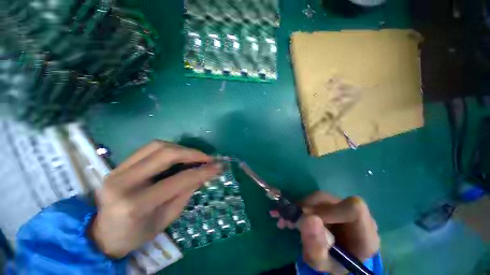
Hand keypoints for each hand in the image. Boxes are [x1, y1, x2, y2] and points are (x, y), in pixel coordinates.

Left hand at [89, 141, 220, 257]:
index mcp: (135, 204)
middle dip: (192, 153)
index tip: (218, 166)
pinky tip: (179, 155)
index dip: (202, 171)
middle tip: (208, 158)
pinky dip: (170, 148)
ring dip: (182, 148)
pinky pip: (150, 148)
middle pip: (165, 154)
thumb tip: (204, 173)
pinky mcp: (119, 164)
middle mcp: (124, 181)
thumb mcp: (166, 218)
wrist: (102, 234)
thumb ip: (186, 192)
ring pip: (157, 146)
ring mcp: (118, 169)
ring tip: (195, 156)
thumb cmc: (136, 233)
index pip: (178, 180)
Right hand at [271, 192, 379, 273]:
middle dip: (305, 208)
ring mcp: (343, 208)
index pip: (354, 209)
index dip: (329, 210)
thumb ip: (316, 246)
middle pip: (329, 200)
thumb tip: (308, 218)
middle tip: (286, 220)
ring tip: (285, 220)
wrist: (335, 259)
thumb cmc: (332, 264)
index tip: (308, 219)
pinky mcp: (332, 204)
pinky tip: (290, 217)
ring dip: (299, 207)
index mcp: (365, 235)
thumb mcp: (321, 263)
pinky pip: (314, 200)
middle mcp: (357, 217)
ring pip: (318, 198)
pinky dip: (299, 207)